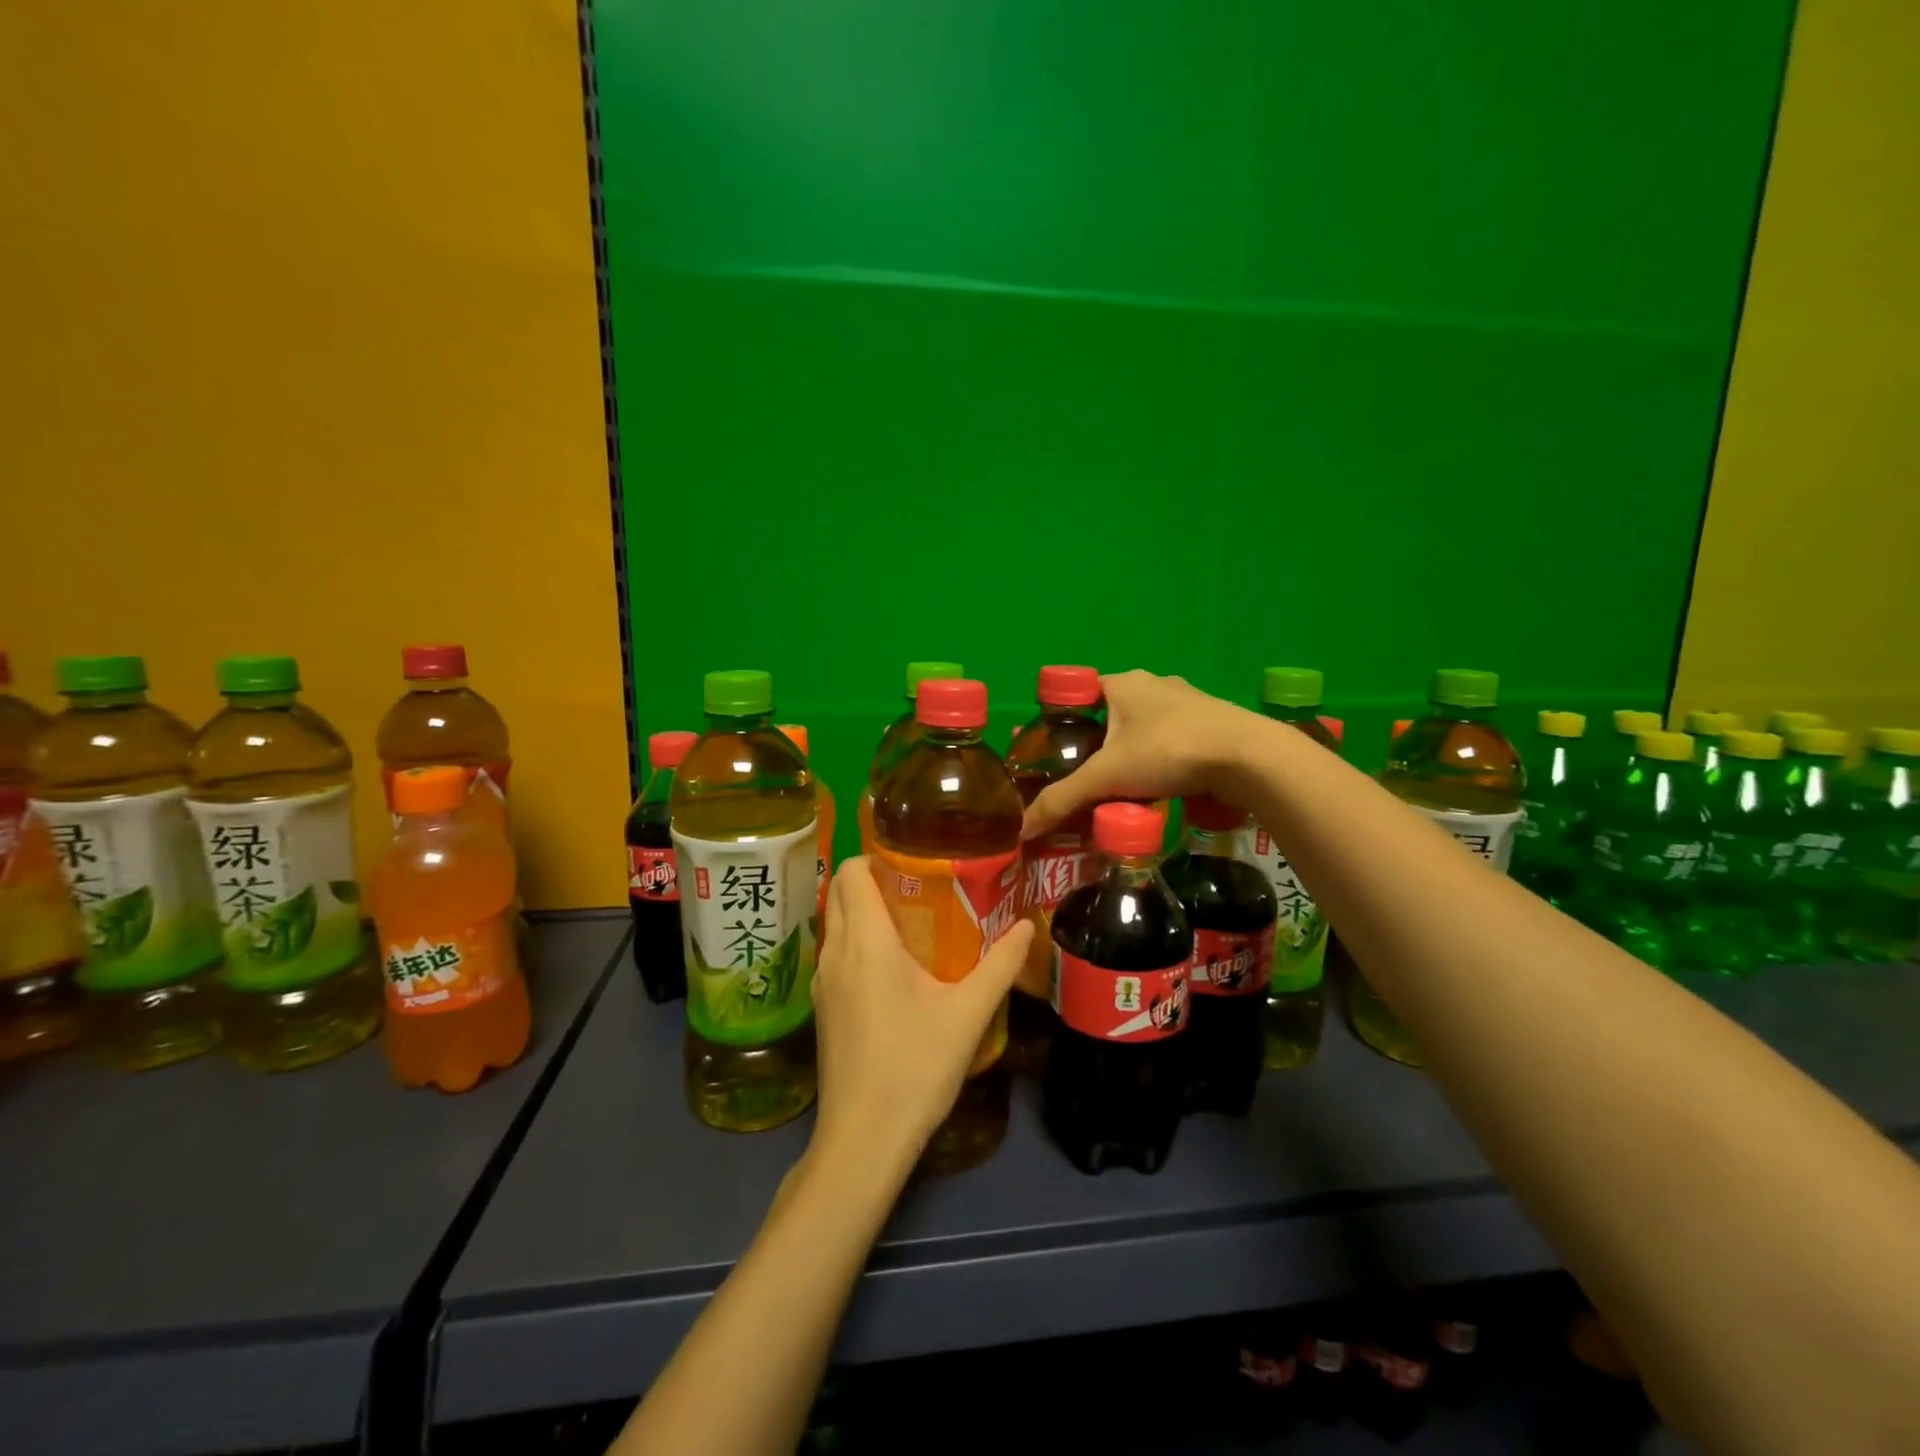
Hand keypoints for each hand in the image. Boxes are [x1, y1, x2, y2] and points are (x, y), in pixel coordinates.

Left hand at [809, 859, 1033, 1175]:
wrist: (863, 1140)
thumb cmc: (915, 1066)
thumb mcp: (968, 1013)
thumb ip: (999, 965)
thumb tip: (1025, 927)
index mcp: (865, 941)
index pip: (850, 870)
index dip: (876, 855)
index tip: (913, 859)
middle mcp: (835, 952)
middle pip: (839, 891)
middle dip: (872, 878)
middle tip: (920, 887)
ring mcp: (822, 982)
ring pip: (835, 923)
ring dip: (864, 911)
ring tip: (912, 923)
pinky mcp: (822, 1008)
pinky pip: (835, 954)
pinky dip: (857, 943)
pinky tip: (893, 970)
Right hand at [1023, 671, 1258, 839]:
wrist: (1249, 759)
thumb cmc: (1169, 751)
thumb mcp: (1107, 777)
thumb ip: (1063, 800)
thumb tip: (1022, 829)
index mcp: (1123, 683)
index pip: (1080, 694)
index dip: (1063, 721)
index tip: (1054, 753)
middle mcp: (1155, 684)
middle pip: (1112, 715)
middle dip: (1098, 746)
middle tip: (1084, 779)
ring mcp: (1189, 703)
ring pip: (1145, 730)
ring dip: (1132, 756)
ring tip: (1119, 790)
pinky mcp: (1213, 726)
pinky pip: (1173, 742)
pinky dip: (1161, 763)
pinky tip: (1159, 790)